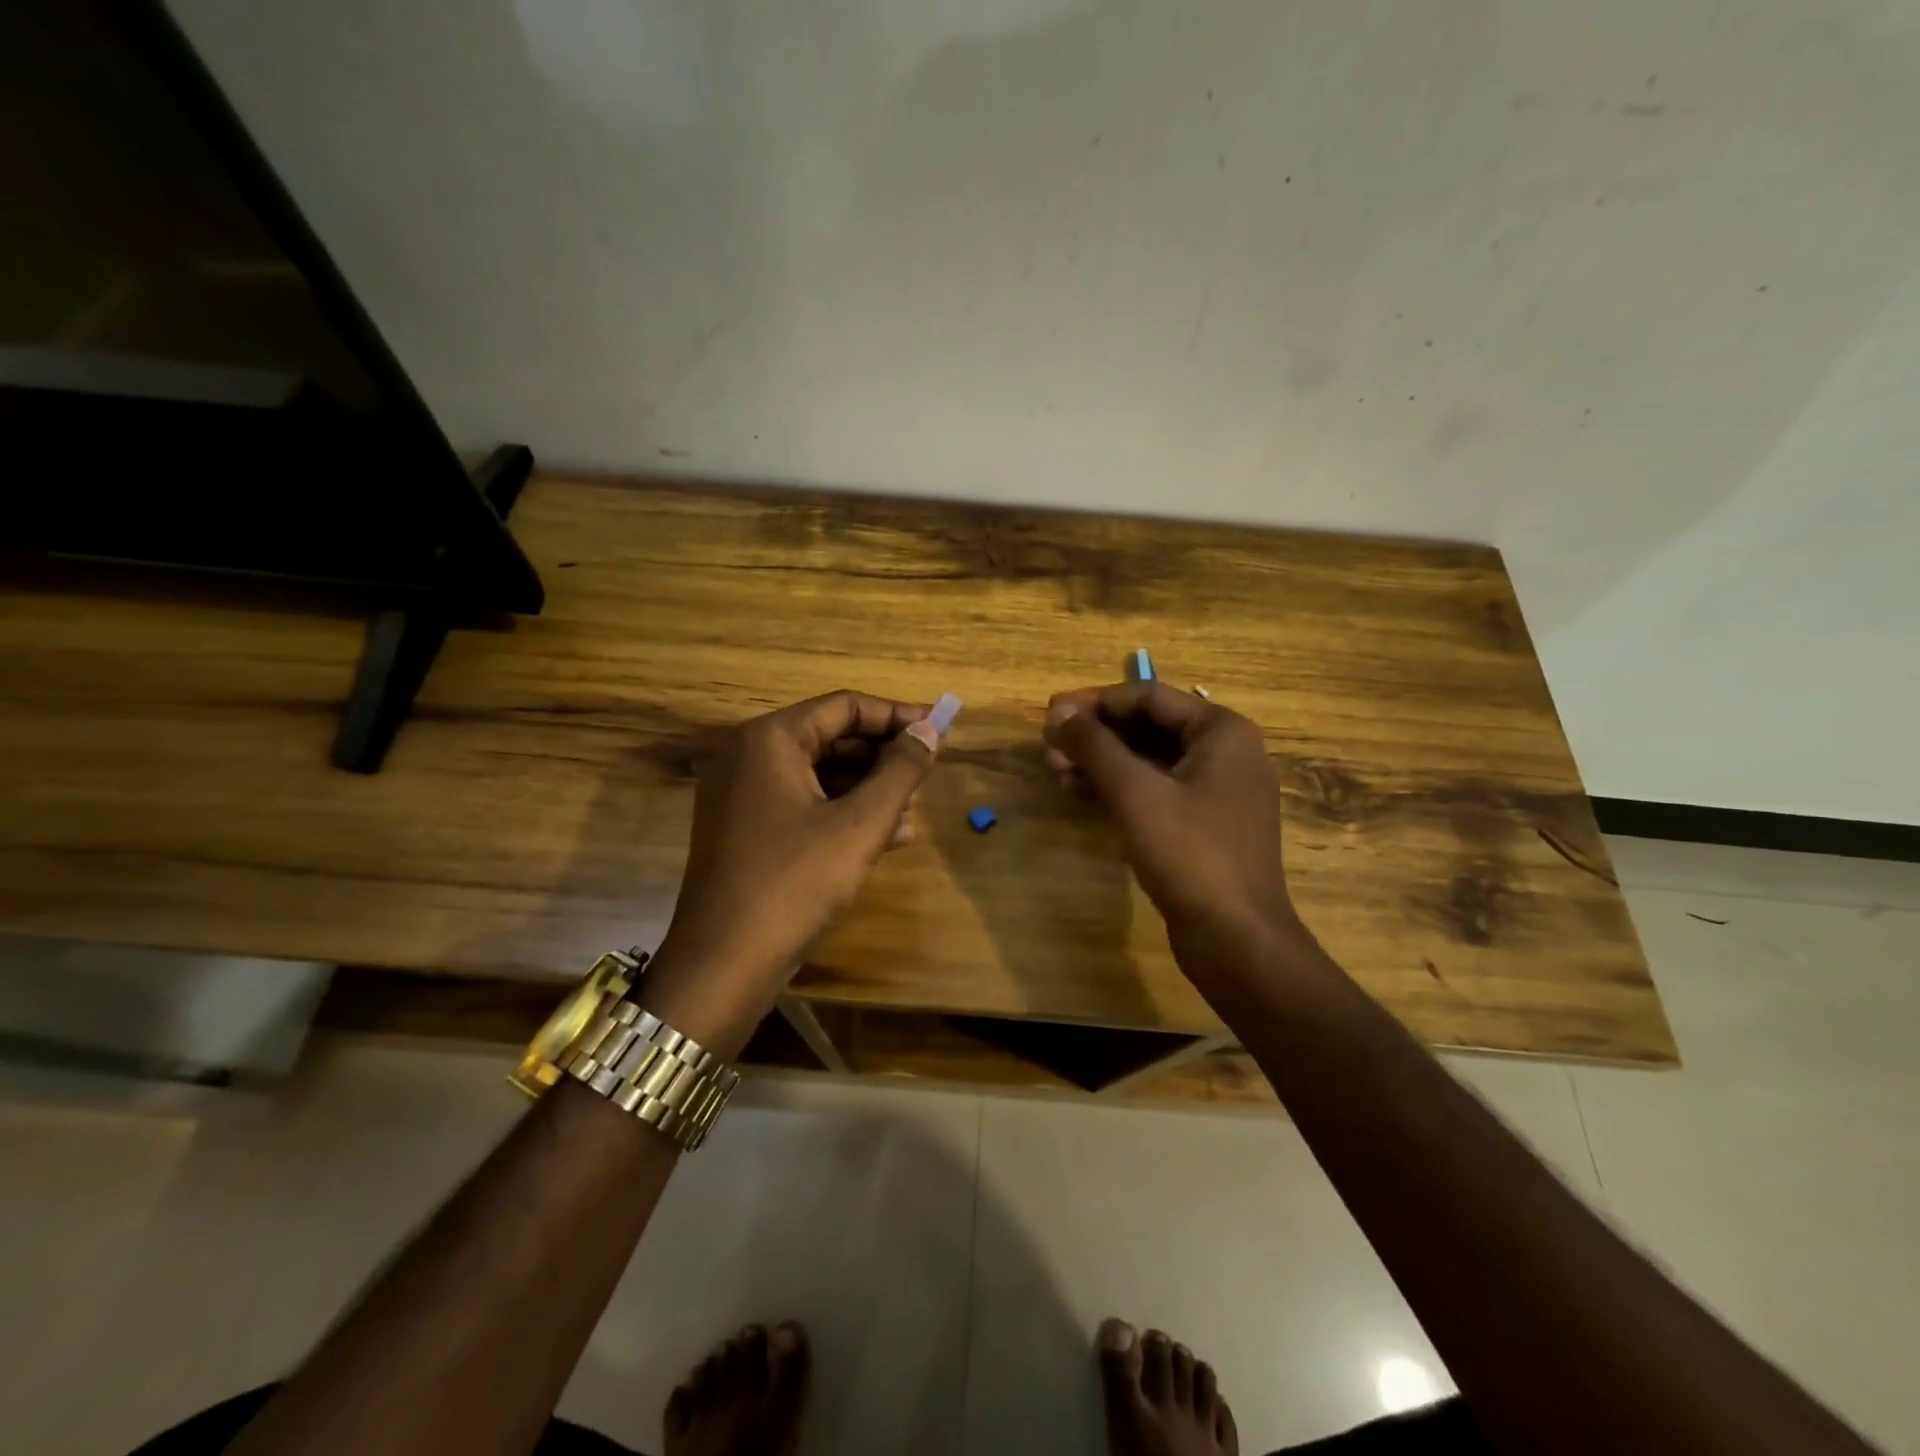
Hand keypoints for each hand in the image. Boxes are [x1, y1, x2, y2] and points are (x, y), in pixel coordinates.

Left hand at [641, 691, 940, 1054]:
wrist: (723, 967)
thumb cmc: (795, 884)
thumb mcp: (860, 825)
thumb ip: (901, 771)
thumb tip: (931, 729)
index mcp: (769, 740)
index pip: (844, 706)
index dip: (896, 716)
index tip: (939, 730)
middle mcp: (748, 756)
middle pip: (830, 737)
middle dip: (882, 755)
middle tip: (926, 772)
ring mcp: (741, 795)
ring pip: (818, 774)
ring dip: (868, 787)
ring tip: (914, 809)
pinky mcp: (745, 830)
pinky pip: (802, 804)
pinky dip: (843, 813)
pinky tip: (888, 836)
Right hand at [1043, 682, 1303, 977]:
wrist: (1236, 939)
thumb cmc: (1190, 854)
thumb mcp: (1135, 793)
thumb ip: (1095, 746)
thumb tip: (1058, 712)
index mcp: (1222, 731)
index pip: (1148, 696)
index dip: (1094, 702)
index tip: (1050, 714)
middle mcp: (1225, 752)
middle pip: (1148, 726)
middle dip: (1095, 735)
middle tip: (1048, 744)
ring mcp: (1216, 790)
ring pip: (1148, 760)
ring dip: (1100, 762)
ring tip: (1054, 770)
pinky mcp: (1203, 824)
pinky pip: (1155, 790)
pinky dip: (1118, 789)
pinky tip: (1078, 794)